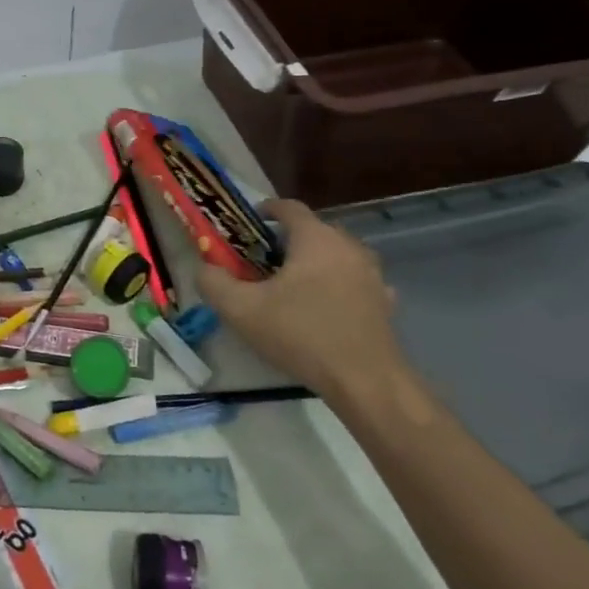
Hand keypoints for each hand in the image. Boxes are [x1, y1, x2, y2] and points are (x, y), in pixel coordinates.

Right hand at [197, 200, 408, 403]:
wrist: (365, 381)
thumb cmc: (301, 335)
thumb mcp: (242, 310)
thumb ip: (214, 282)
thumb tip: (203, 268)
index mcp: (315, 239)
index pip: (289, 207)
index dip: (266, 209)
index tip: (249, 223)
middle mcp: (348, 246)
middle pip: (314, 230)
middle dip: (288, 240)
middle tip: (263, 262)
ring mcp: (372, 274)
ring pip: (337, 255)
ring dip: (314, 262)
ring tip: (293, 286)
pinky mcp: (384, 301)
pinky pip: (355, 281)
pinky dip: (338, 285)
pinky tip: (325, 307)